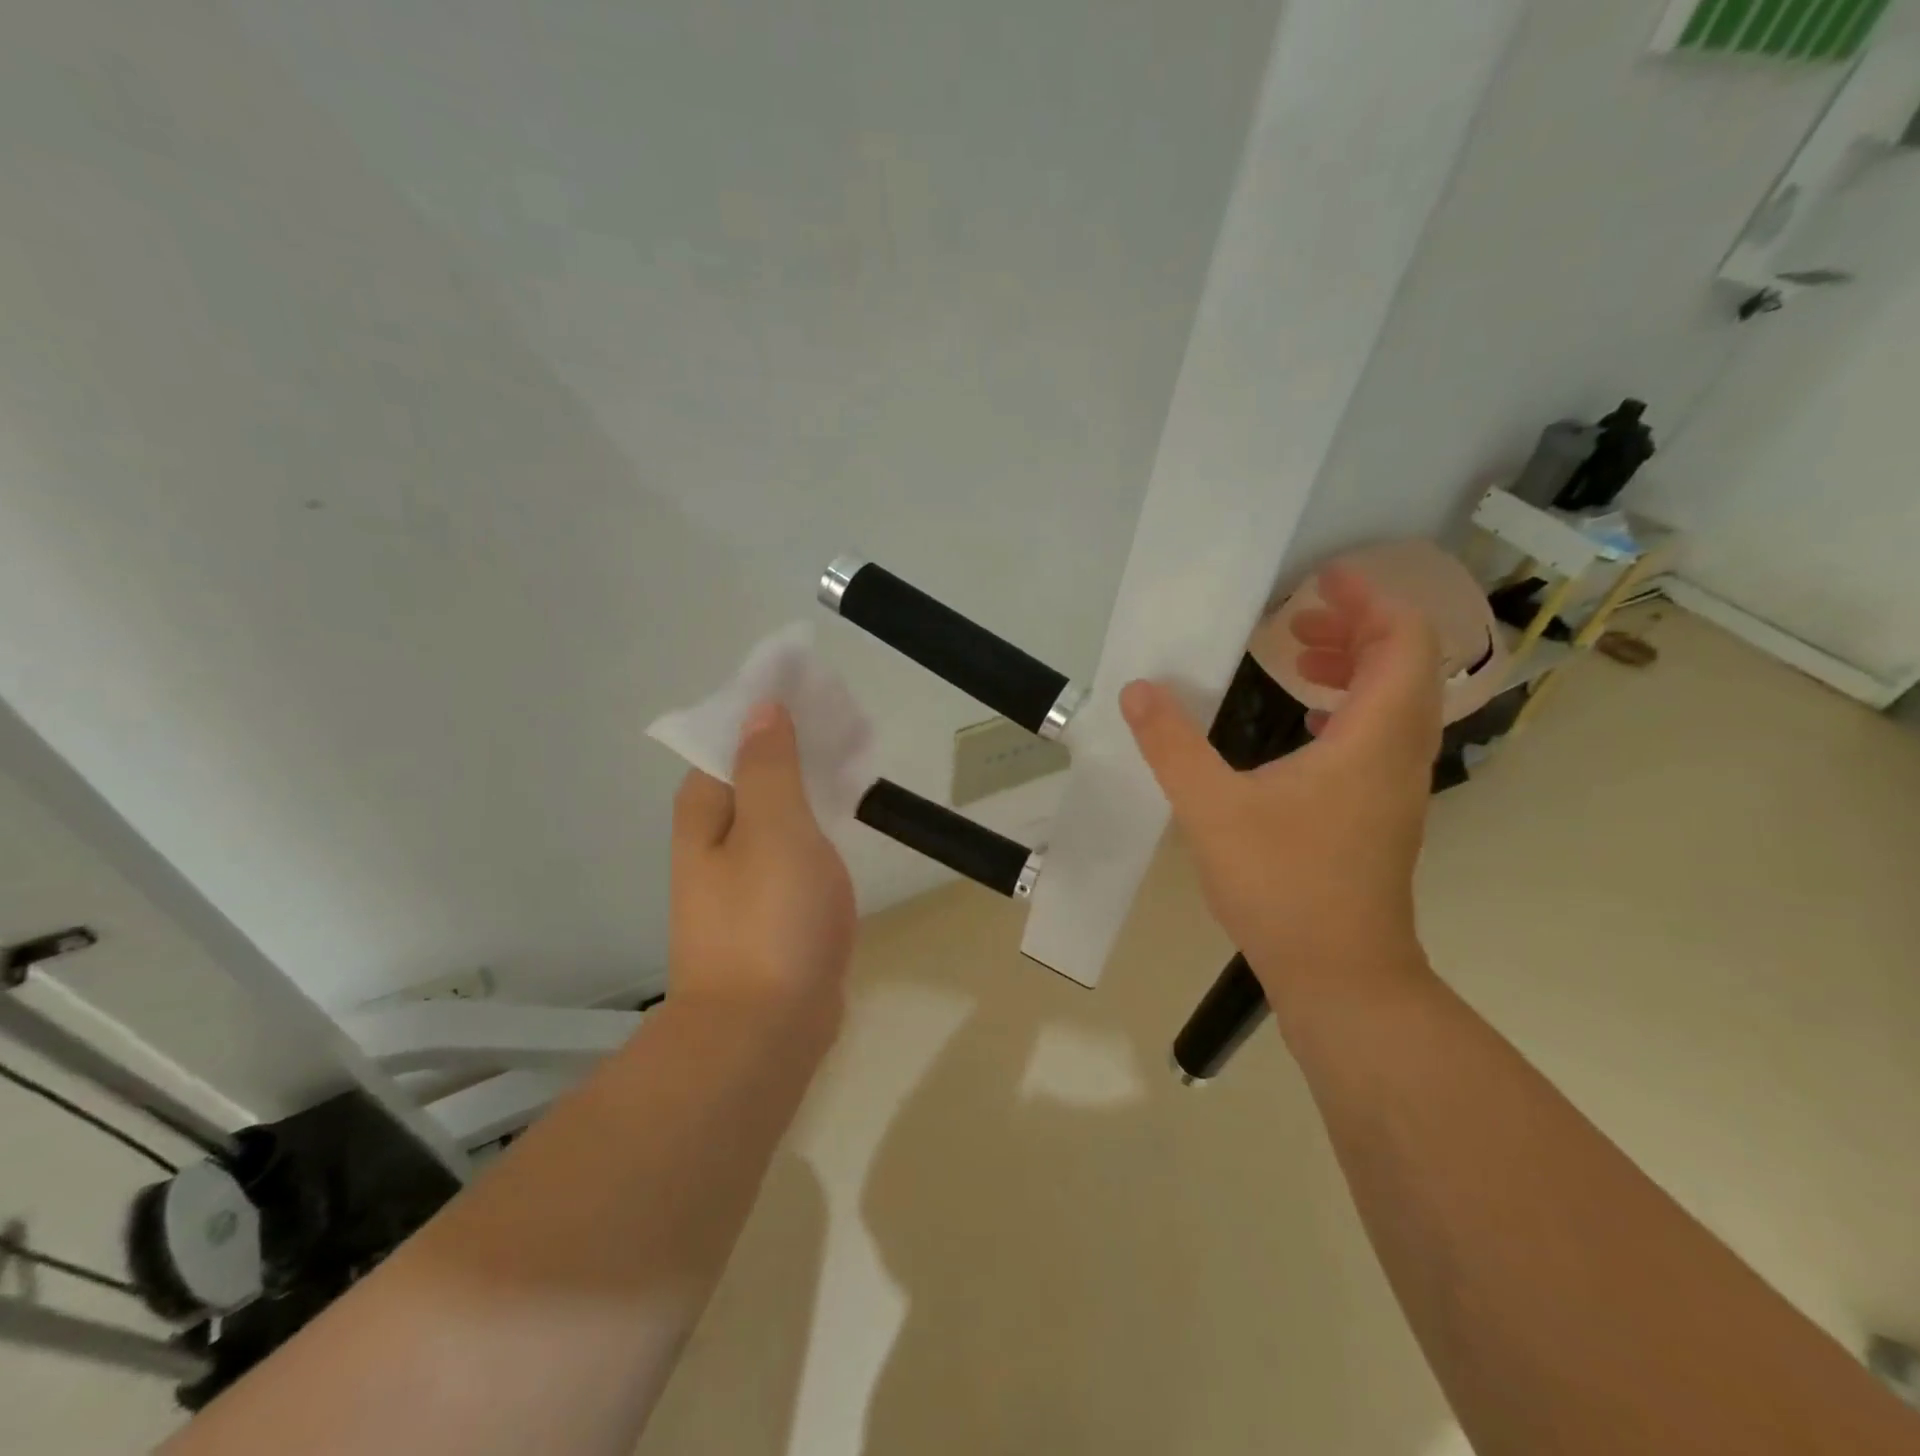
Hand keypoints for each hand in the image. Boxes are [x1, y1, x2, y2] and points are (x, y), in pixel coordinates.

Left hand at [668, 703, 855, 1031]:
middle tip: (848, 724)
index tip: (815, 691)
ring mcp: (743, 877)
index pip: (731, 738)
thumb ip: (769, 765)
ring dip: (810, 782)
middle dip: (796, 744)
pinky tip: (846, 819)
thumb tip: (761, 708)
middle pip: (755, 772)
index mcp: (705, 811)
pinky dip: (818, 824)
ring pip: (778, 810)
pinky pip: (795, 847)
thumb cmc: (770, 919)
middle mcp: (715, 839)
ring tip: (854, 760)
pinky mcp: (771, 908)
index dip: (769, 710)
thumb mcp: (774, 827)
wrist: (765, 1031)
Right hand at [1121, 565, 1442, 1006]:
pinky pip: (1380, 736)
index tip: (1320, 581)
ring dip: (1353, 668)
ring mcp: (1396, 786)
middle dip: (1354, 627)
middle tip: (1295, 620)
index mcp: (1372, 738)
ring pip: (1395, 702)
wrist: (1341, 974)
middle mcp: (1399, 754)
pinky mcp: (1382, 812)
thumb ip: (1172, 745)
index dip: (1369, 599)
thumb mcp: (1211, 809)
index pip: (1402, 641)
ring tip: (1295, 661)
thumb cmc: (1283, 885)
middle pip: (1404, 664)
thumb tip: (1138, 690)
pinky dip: (1349, 709)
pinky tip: (1302, 727)